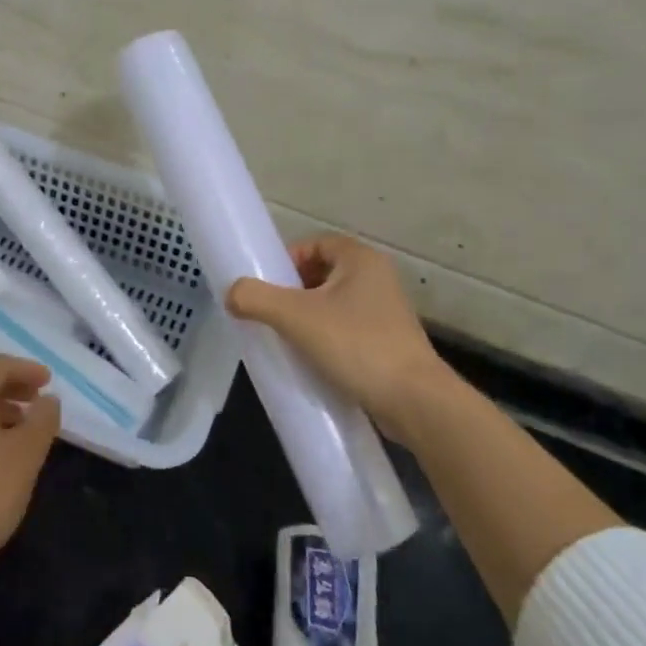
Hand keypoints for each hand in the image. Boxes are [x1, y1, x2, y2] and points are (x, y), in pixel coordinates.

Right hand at [226, 233, 467, 443]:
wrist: (414, 401)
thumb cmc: (355, 345)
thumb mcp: (296, 317)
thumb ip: (256, 299)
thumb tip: (231, 293)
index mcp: (361, 260)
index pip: (315, 243)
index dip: (287, 260)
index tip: (266, 285)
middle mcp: (378, 278)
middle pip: (323, 273)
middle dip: (293, 291)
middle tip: (271, 314)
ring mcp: (387, 312)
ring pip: (335, 304)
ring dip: (308, 317)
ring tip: (286, 339)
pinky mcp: (389, 343)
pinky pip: (347, 330)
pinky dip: (326, 338)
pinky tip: (311, 359)